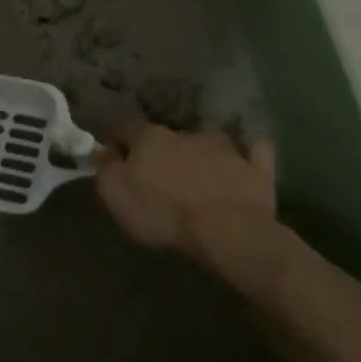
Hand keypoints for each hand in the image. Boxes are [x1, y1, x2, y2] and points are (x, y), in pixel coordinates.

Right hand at [95, 124, 295, 298]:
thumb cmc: (164, 213)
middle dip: (162, 148)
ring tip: (201, 165)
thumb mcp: (116, 194)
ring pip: (209, 138)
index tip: (117, 159)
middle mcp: (187, 133)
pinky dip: (249, 152)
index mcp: (151, 137)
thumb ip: (106, 167)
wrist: (228, 233)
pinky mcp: (255, 168)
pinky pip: (254, 152)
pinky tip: (248, 154)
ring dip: (202, 147)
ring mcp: (225, 148)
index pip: (126, 128)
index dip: (119, 143)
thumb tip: (105, 150)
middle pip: (167, 134)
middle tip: (160, 171)